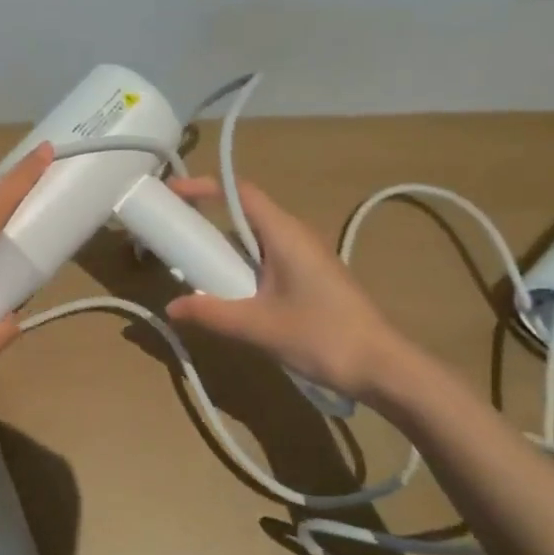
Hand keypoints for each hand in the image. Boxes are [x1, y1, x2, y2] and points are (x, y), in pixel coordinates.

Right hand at [163, 177, 406, 402]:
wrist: (381, 367)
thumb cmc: (322, 336)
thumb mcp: (258, 327)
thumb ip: (212, 314)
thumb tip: (172, 307)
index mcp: (285, 234)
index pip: (240, 193)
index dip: (204, 188)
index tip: (172, 193)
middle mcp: (296, 236)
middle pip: (245, 213)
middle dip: (207, 217)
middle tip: (174, 234)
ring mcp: (306, 257)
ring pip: (256, 238)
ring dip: (224, 245)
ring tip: (193, 264)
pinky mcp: (311, 277)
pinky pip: (267, 258)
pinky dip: (241, 264)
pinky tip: (229, 291)